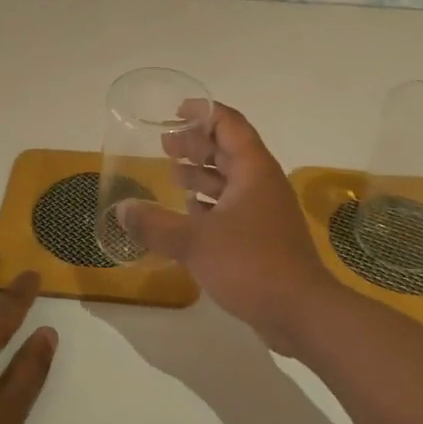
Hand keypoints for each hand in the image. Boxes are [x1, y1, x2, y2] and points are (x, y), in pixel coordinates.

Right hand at [119, 102, 335, 354]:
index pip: (229, 124)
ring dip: (202, 174)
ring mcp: (265, 211)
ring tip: (173, 173)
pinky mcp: (263, 237)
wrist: (301, 312)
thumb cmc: (251, 264)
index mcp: (252, 170)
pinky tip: (189, 212)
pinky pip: (233, 207)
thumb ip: (155, 224)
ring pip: (231, 180)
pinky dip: (210, 204)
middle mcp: (262, 183)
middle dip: (197, 144)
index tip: (176, 111)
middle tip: (165, 144)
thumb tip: (121, 210)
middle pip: (229, 150)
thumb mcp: (195, 242)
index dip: (203, 112)